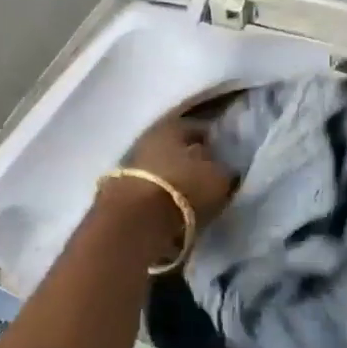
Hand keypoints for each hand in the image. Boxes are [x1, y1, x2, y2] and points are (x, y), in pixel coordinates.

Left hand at [120, 111, 234, 231]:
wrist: (136, 221)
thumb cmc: (184, 188)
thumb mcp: (219, 178)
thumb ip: (224, 169)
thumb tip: (225, 168)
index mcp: (172, 126)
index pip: (199, 127)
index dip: (214, 141)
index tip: (225, 155)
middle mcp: (148, 138)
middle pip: (176, 147)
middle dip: (192, 159)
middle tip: (209, 175)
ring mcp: (130, 165)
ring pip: (161, 167)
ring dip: (175, 178)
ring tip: (193, 195)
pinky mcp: (120, 191)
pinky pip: (150, 189)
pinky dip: (162, 195)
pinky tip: (174, 207)